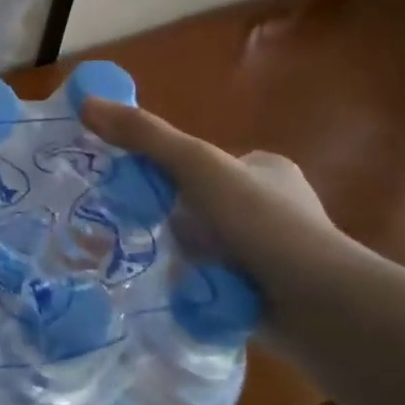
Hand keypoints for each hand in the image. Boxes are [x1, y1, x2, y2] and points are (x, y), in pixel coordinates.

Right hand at [80, 98, 351, 307]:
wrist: (318, 302)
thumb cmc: (260, 221)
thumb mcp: (196, 166)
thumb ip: (144, 136)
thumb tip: (87, 102)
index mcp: (267, 170)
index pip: (202, 165)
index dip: (168, 175)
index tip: (138, 192)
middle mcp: (274, 207)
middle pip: (198, 207)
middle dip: (172, 221)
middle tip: (138, 232)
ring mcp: (272, 253)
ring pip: (205, 247)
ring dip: (180, 257)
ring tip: (149, 265)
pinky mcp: (267, 293)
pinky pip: (214, 282)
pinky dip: (194, 287)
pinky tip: (174, 294)